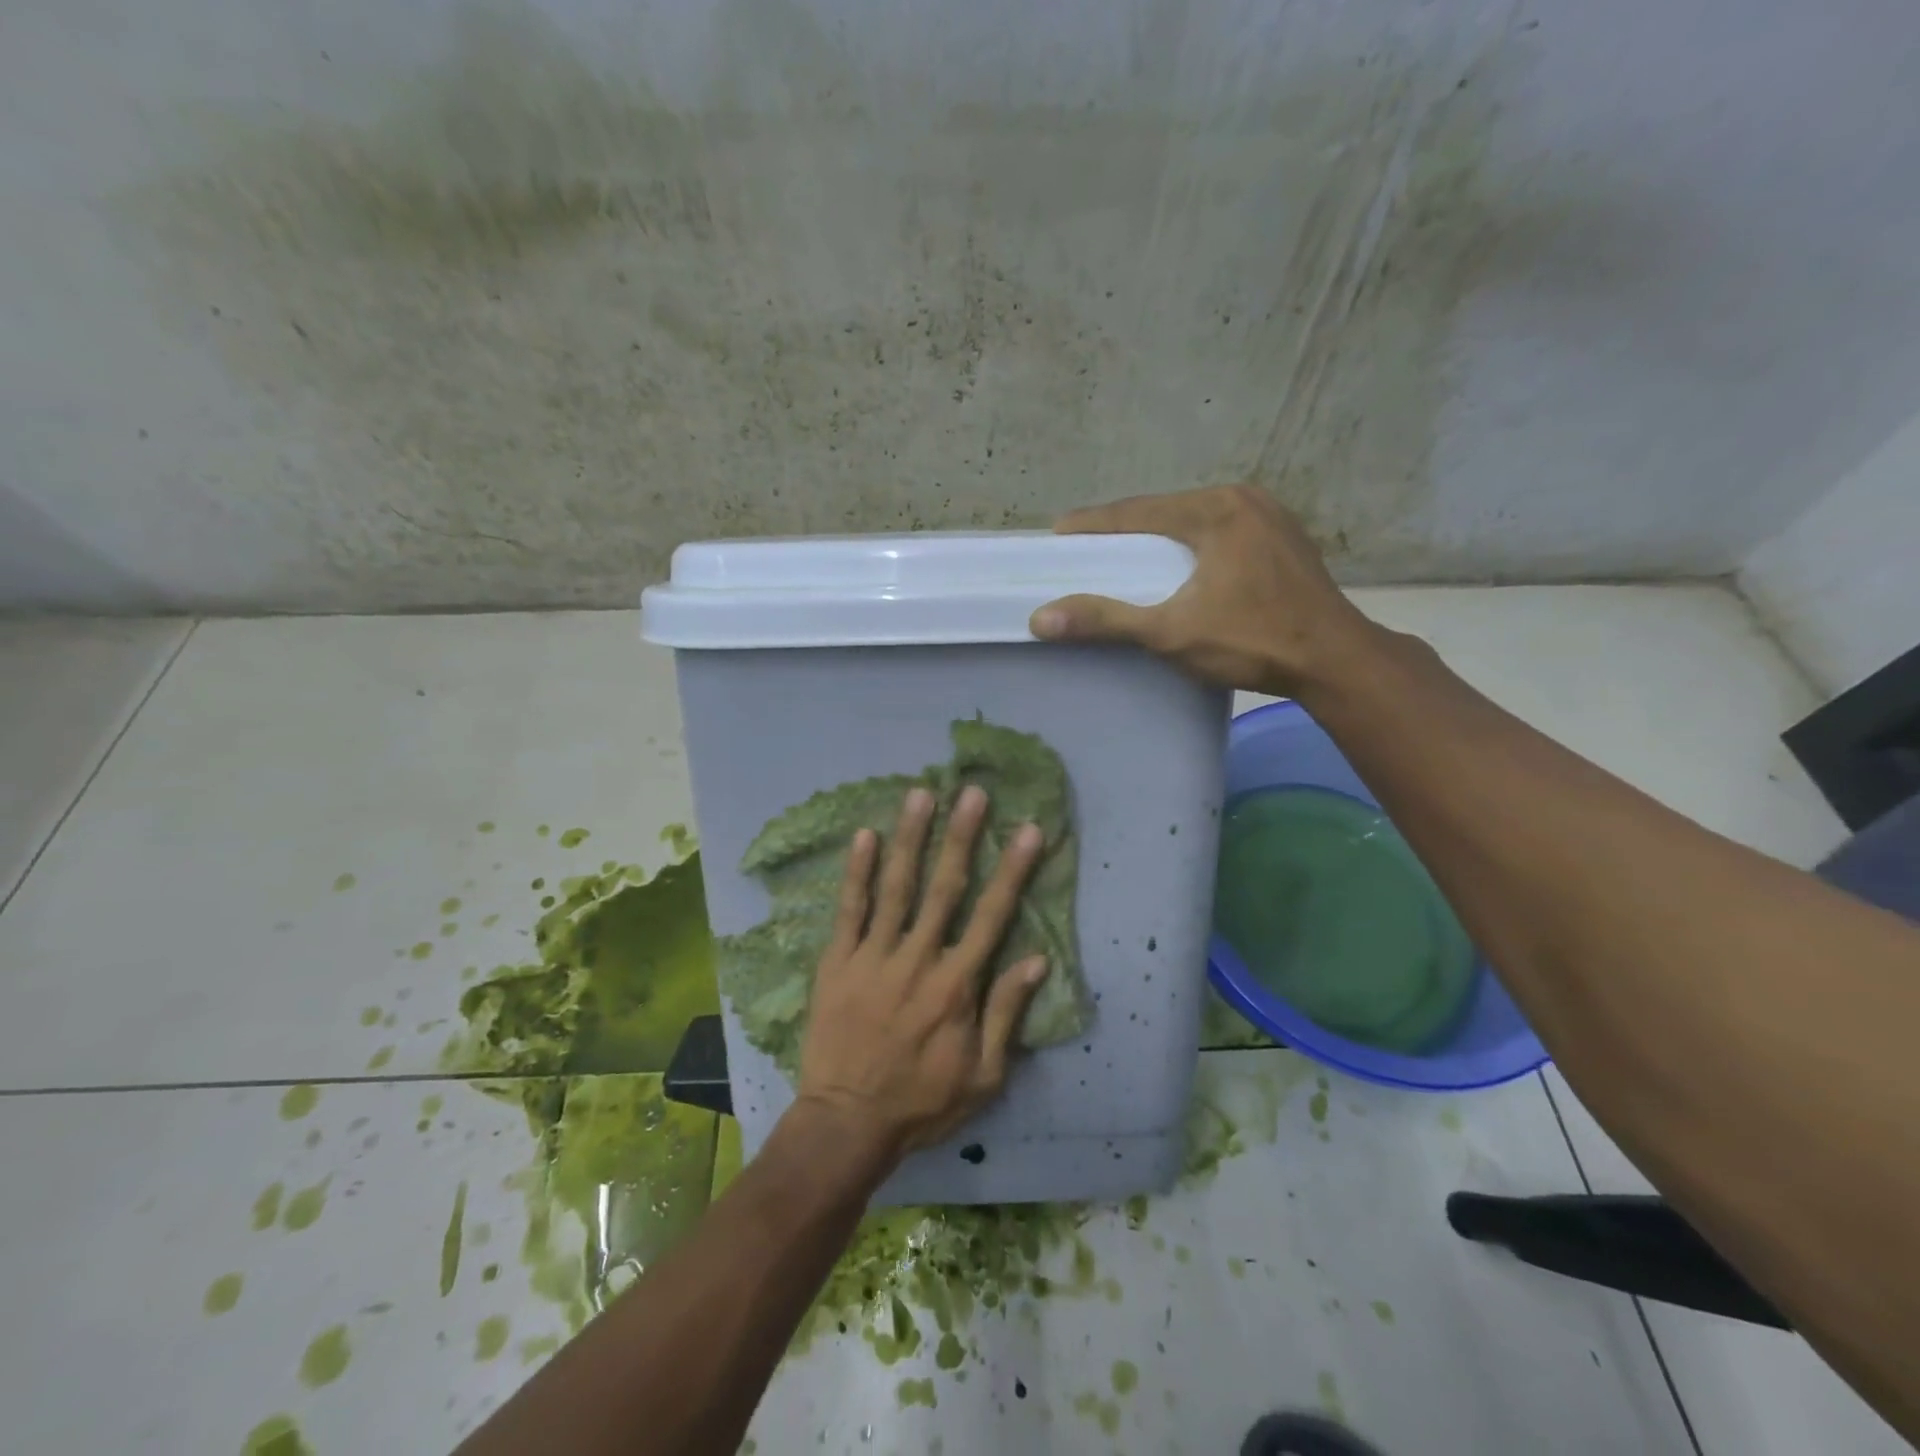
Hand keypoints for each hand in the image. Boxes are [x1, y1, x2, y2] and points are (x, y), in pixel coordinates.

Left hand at [795, 784, 1050, 1164]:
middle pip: (944, 888)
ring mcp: (873, 957)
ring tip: (921, 795)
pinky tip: (863, 835)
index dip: (1013, 870)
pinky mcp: (837, 962)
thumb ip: (1007, 1014)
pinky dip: (856, 872)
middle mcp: (917, 960)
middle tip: (972, 792)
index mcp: (957, 986)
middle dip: (961, 837)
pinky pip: (849, 910)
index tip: (1028, 830)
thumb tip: (1037, 960)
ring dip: (910, 838)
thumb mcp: (983, 1077)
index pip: (992, 916)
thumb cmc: (921, 1102)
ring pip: (896, 887)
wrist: (847, 1123)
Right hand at [1028, 483, 1377, 698]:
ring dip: (1158, 536)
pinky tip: (1178, 563)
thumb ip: (1106, 620)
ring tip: (1125, 555)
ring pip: (1194, 519)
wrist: (1336, 661)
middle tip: (1087, 548)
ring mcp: (1270, 515)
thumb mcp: (1171, 632)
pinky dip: (1190, 544)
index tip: (1058, 532)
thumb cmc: (1252, 641)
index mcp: (1214, 510)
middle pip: (1165, 510)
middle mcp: (1243, 498)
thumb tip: (1040, 619)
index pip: (1137, 511)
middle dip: (1124, 529)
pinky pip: (1220, 531)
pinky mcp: (1284, 537)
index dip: (1093, 523)